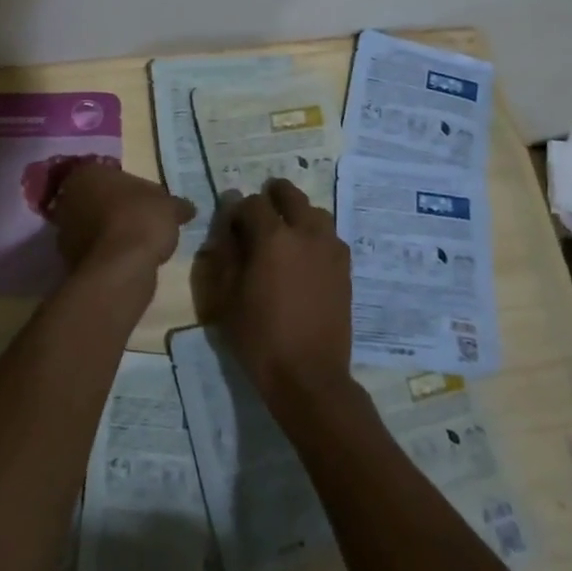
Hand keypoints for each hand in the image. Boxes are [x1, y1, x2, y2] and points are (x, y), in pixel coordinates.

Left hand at [48, 162, 194, 273]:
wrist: (120, 267)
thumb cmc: (141, 219)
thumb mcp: (169, 206)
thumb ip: (176, 205)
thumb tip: (188, 208)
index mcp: (87, 173)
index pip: (108, 174)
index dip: (127, 187)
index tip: (144, 200)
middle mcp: (68, 196)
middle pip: (95, 199)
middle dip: (113, 208)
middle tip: (140, 219)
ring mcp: (63, 229)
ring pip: (90, 225)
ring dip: (107, 232)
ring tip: (135, 243)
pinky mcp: (67, 259)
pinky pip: (91, 250)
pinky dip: (105, 253)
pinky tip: (125, 260)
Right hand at [195, 178, 354, 411]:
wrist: (309, 375)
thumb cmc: (259, 337)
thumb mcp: (227, 297)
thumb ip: (226, 254)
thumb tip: (227, 226)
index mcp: (273, 237)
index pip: (253, 203)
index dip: (238, 208)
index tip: (231, 222)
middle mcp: (306, 234)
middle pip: (291, 195)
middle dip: (273, 195)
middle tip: (261, 208)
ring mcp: (330, 250)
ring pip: (316, 213)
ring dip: (299, 213)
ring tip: (286, 231)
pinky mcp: (345, 269)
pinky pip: (330, 237)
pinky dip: (316, 235)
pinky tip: (306, 255)